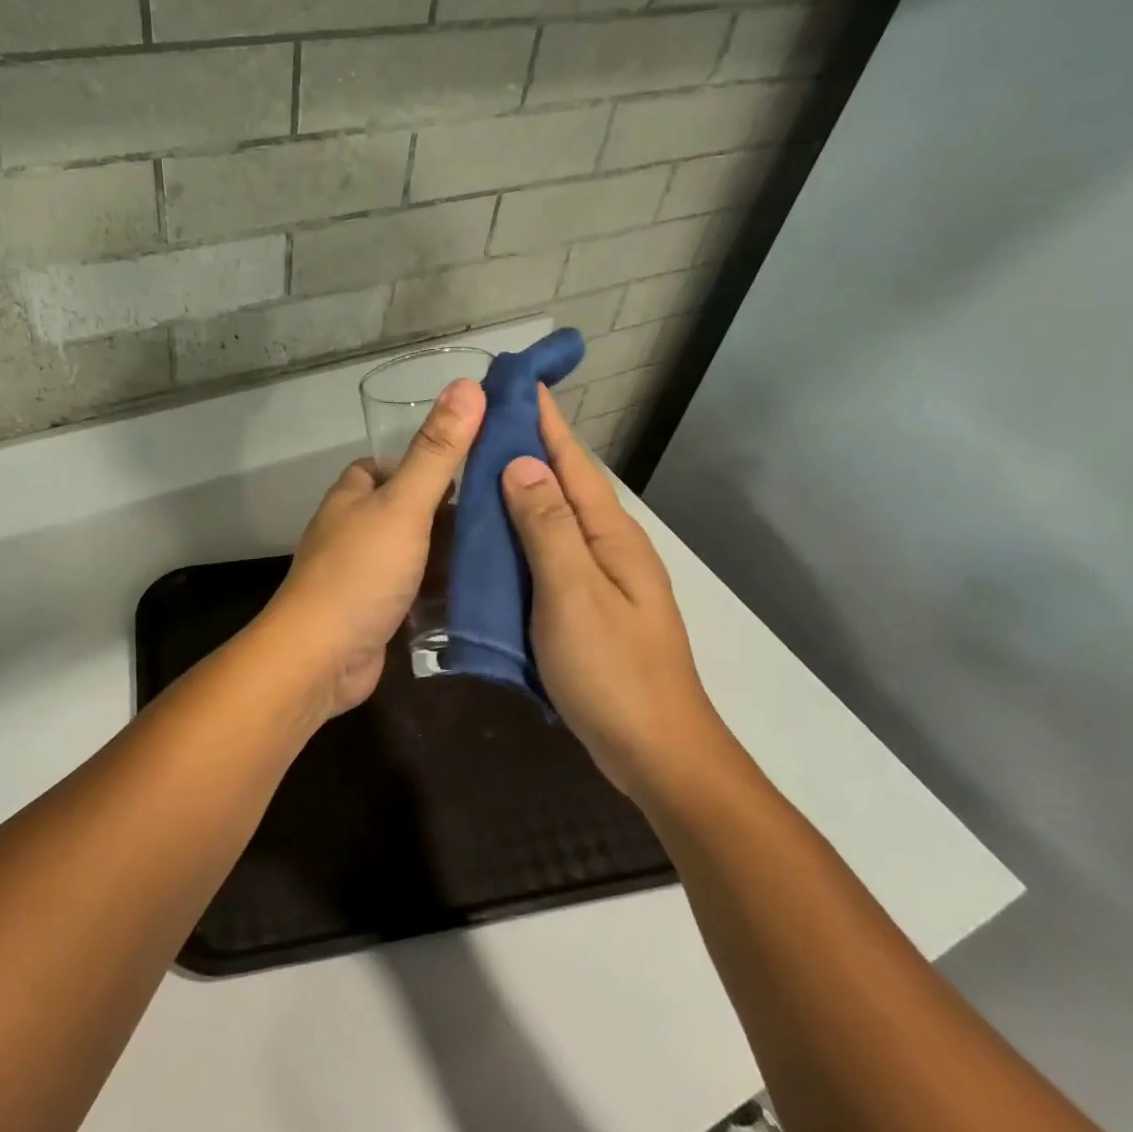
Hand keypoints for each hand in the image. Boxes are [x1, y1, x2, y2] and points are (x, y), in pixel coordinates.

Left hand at [260, 379, 484, 717]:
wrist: (320, 659)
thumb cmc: (359, 573)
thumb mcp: (403, 506)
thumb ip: (436, 452)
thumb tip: (467, 385)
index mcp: (353, 494)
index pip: (389, 463)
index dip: (428, 458)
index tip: (477, 460)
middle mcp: (354, 527)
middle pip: (408, 506)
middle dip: (450, 507)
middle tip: (506, 505)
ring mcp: (364, 571)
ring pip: (416, 549)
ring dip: (451, 549)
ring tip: (509, 542)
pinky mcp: (377, 610)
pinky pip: (417, 587)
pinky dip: (443, 587)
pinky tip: (484, 586)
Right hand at [499, 387, 722, 794]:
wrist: (655, 750)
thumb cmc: (613, 671)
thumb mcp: (573, 594)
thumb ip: (548, 527)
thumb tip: (522, 463)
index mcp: (610, 534)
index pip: (572, 461)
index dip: (544, 420)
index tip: (515, 381)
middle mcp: (608, 546)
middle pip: (564, 484)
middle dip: (528, 447)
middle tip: (481, 422)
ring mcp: (599, 577)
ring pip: (554, 518)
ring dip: (521, 488)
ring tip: (477, 468)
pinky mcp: (585, 605)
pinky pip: (548, 552)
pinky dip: (520, 533)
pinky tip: (494, 537)